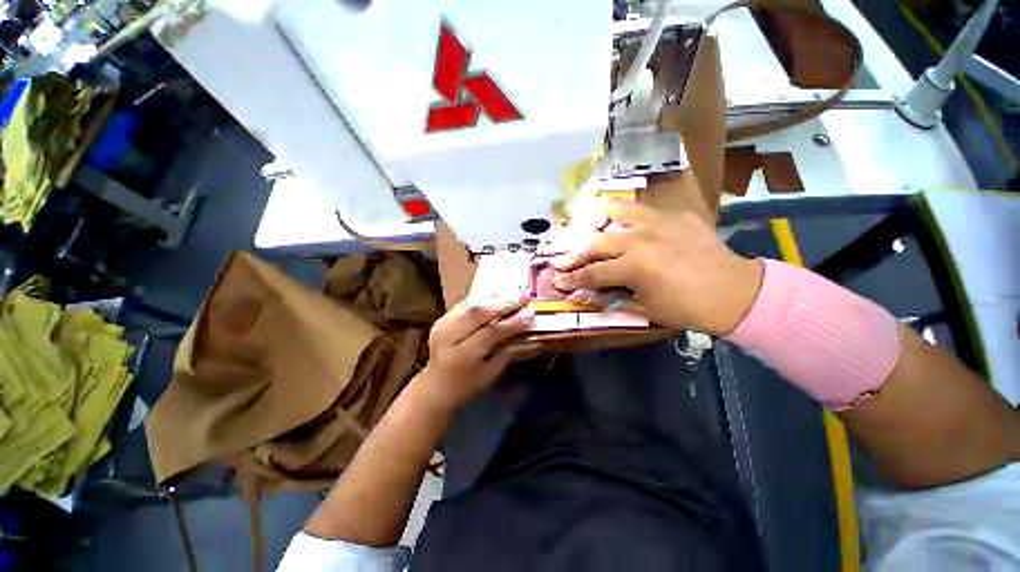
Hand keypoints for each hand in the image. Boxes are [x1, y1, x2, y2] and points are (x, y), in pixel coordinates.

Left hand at [418, 298, 533, 410]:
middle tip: (523, 295)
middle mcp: (448, 337)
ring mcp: (442, 325)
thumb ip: (508, 351)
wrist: (434, 387)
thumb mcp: (490, 374)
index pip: (490, 333)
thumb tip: (527, 330)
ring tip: (513, 293)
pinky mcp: (441, 319)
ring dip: (494, 298)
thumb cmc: (467, 386)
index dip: (511, 323)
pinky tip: (497, 296)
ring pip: (471, 304)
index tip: (530, 314)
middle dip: (503, 303)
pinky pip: (464, 304)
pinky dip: (482, 300)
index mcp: (462, 356)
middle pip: (478, 313)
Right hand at [551, 201, 762, 335]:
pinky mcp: (673, 215)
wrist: (733, 291)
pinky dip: (624, 211)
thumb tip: (589, 294)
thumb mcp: (645, 310)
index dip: (572, 278)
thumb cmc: (686, 308)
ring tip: (586, 224)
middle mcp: (640, 240)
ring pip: (615, 212)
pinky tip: (618, 217)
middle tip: (563, 260)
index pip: (591, 273)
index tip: (558, 280)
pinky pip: (642, 208)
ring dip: (595, 219)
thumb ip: (613, 299)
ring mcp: (657, 222)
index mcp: (633, 268)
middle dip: (574, 254)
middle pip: (595, 243)